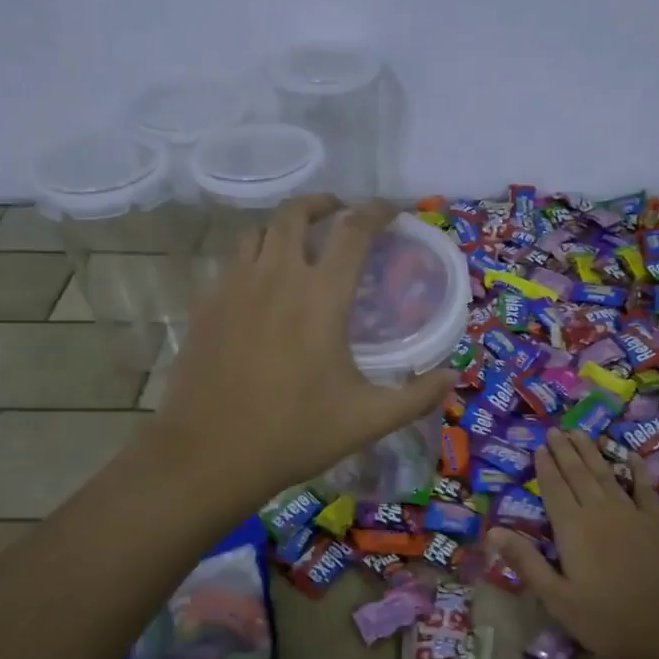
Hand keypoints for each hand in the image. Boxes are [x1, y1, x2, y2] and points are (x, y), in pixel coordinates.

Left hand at [155, 196, 456, 501]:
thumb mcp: (368, 420)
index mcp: (321, 297)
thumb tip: (452, 378)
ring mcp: (234, 288)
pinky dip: (254, 258)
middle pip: (296, 213)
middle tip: (340, 213)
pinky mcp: (206, 306)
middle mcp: (276, 278)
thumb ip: (416, 396)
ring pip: (258, 232)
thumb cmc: (295, 434)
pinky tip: (262, 287)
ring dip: (284, 227)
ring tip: (300, 244)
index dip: (377, 212)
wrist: (210, 454)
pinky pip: (233, 263)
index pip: (354, 232)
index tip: (392, 210)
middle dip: (323, 203)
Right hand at [488, 429, 658, 658]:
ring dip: (591, 453)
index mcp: (572, 528)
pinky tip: (632, 456)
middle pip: (578, 474)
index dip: (545, 467)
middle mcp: (599, 511)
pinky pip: (644, 488)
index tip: (539, 447)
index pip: (554, 489)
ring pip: (606, 474)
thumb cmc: (608, 618)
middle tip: (556, 430)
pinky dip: (637, 470)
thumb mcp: (557, 598)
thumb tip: (492, 532)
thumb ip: (526, 562)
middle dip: (565, 451)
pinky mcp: (658, 522)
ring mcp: (632, 513)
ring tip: (580, 434)